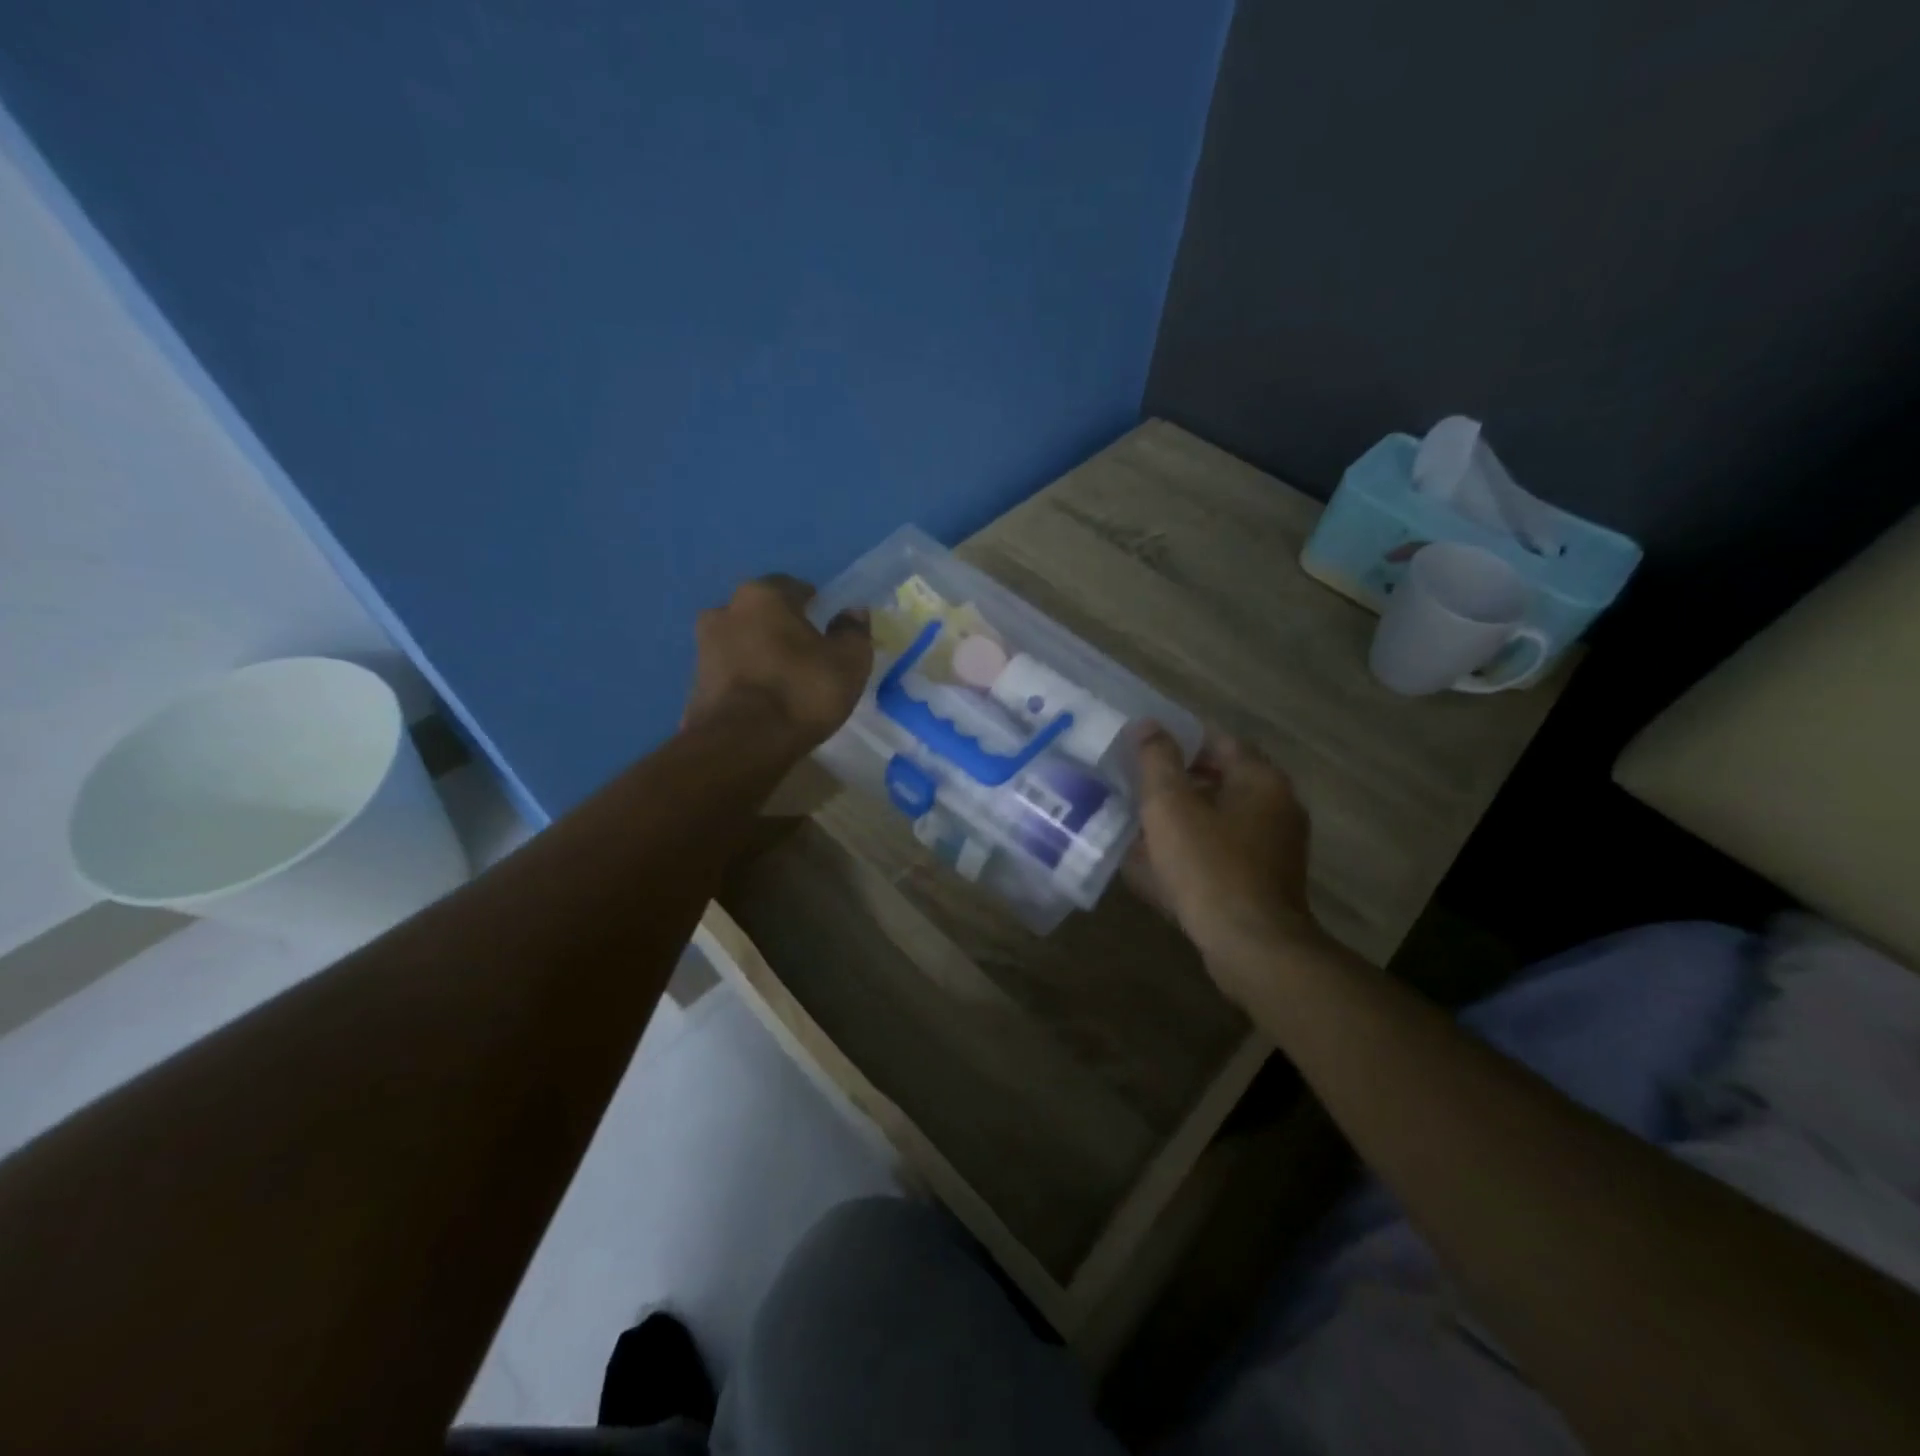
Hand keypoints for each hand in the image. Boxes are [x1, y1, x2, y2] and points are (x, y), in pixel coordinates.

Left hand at [683, 576, 871, 751]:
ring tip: (785, 685)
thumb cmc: (801, 691)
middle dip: (782, 630)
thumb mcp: (848, 662)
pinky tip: (763, 704)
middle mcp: (725, 611)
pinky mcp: (694, 685)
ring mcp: (703, 648)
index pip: (793, 587)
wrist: (740, 745)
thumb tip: (852, 613)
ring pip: (742, 643)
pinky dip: (746, 682)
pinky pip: (730, 674)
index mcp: (762, 595)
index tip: (828, 631)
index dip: (815, 606)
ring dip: (760, 655)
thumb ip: (853, 632)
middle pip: (762, 614)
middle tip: (807, 657)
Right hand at [1126, 727, 1328, 990]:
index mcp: (1261, 780)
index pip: (1220, 741)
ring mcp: (1277, 847)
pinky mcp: (1267, 881)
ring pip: (1222, 817)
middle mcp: (1278, 807)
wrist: (1251, 947)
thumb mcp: (1170, 806)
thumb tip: (1148, 725)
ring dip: (1186, 817)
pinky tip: (1163, 864)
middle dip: (1180, 781)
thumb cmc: (1209, 867)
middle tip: (1138, 786)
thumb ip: (1156, 760)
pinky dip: (1197, 848)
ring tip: (1143, 824)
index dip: (1181, 739)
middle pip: (1222, 779)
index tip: (1145, 748)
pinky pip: (1225, 851)